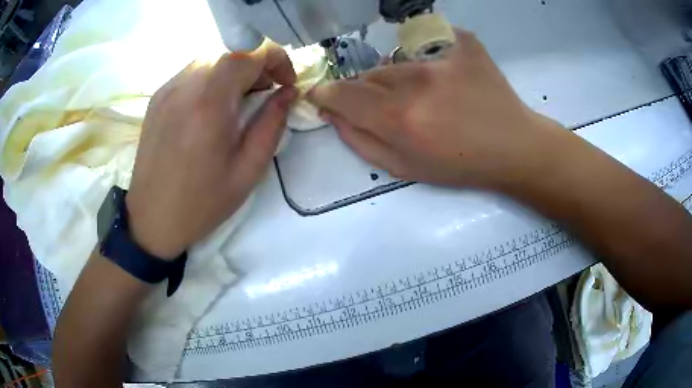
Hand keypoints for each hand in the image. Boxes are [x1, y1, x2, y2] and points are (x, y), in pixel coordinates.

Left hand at [125, 42, 297, 259]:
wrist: (152, 218)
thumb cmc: (202, 202)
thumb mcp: (248, 169)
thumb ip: (272, 123)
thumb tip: (289, 93)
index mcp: (210, 100)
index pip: (251, 51)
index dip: (277, 59)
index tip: (286, 84)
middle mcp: (186, 84)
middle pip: (231, 52)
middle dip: (257, 66)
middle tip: (265, 95)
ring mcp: (168, 88)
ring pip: (211, 59)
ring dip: (234, 72)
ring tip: (238, 102)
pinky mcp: (157, 97)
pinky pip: (192, 73)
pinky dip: (211, 80)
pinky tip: (211, 109)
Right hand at [308, 29, 568, 189]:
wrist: (514, 147)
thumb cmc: (460, 166)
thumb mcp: (405, 169)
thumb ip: (360, 141)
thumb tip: (330, 114)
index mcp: (400, 118)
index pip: (340, 92)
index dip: (326, 94)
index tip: (324, 97)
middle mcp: (416, 81)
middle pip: (368, 75)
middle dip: (368, 92)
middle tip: (394, 109)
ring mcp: (442, 58)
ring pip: (395, 62)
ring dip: (398, 78)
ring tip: (427, 96)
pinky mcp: (463, 43)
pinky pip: (426, 44)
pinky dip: (426, 60)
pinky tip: (446, 78)